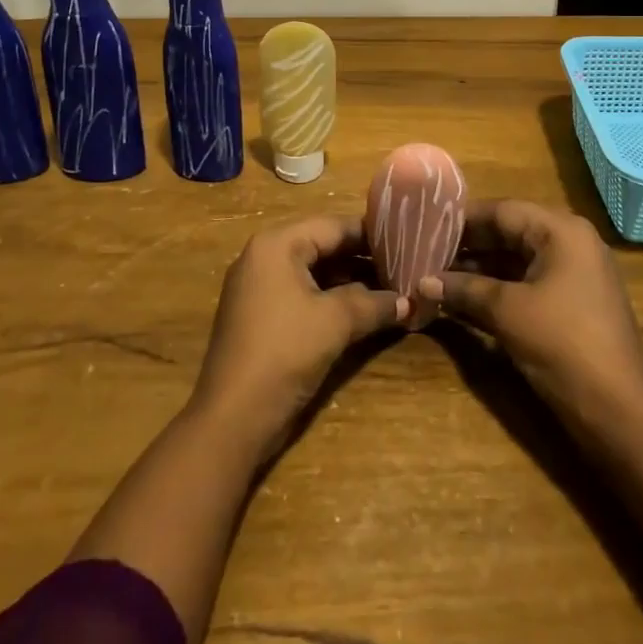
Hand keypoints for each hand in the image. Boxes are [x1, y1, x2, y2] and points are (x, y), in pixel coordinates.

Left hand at [188, 216, 404, 460]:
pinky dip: (331, 299)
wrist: (232, 418)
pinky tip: (363, 311)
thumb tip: (410, 301)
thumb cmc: (284, 352)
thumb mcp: (336, 322)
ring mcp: (259, 287)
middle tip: (404, 265)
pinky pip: (302, 293)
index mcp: (277, 244)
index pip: (333, 226)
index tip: (407, 239)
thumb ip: (375, 304)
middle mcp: (264, 256)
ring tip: (392, 288)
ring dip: (350, 281)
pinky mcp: (261, 315)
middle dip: (363, 258)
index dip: (371, 234)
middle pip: (323, 246)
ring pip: (314, 272)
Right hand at [418, 199, 642, 421]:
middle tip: (423, 251)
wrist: (620, 410)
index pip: (502, 210)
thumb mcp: (508, 312)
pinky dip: (496, 287)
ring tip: (434, 273)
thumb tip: (421, 281)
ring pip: (515, 258)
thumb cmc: (563, 345)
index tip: (423, 225)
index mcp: (561, 231)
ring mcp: (572, 273)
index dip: (461, 219)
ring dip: (478, 268)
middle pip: (509, 231)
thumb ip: (464, 289)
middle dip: (467, 244)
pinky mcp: (570, 302)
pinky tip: (462, 297)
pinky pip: (526, 281)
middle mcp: (569, 242)